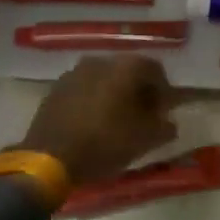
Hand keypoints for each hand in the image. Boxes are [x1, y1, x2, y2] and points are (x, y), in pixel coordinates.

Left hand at [16, 55, 176, 185]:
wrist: (49, 158)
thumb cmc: (104, 143)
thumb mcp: (144, 140)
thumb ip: (164, 127)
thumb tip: (169, 123)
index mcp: (125, 67)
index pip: (154, 69)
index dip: (163, 90)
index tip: (163, 111)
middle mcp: (100, 61)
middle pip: (128, 71)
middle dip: (138, 91)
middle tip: (143, 115)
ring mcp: (74, 72)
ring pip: (104, 79)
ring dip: (114, 94)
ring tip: (117, 120)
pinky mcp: (56, 88)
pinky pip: (84, 89)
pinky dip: (93, 100)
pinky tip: (93, 122)